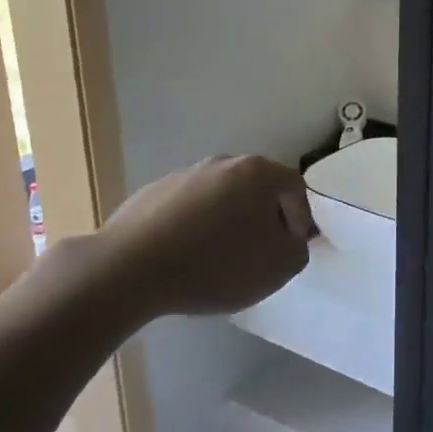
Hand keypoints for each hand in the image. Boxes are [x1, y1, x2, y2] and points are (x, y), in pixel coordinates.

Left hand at [92, 154, 316, 318]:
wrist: (132, 268)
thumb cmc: (218, 264)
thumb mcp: (279, 267)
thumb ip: (297, 248)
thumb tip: (290, 237)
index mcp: (258, 172)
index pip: (294, 188)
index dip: (300, 219)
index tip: (291, 248)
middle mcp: (223, 163)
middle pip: (256, 189)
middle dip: (263, 218)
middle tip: (259, 252)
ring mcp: (184, 175)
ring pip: (220, 198)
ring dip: (227, 222)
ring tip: (219, 259)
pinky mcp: (152, 193)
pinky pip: (187, 209)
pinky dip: (194, 228)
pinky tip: (186, 258)